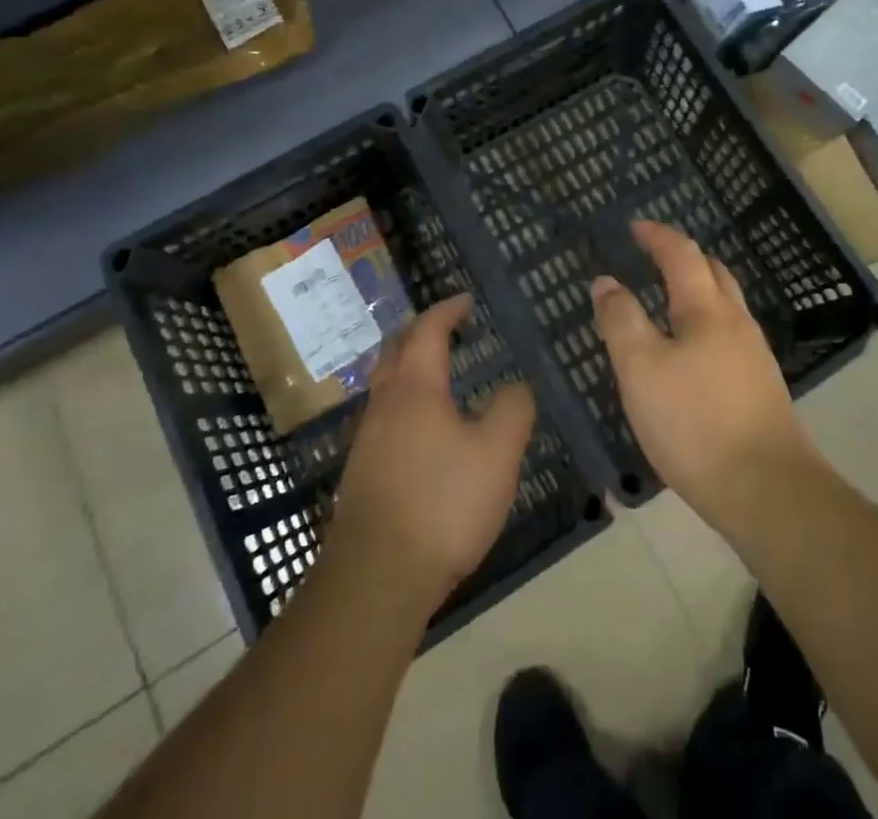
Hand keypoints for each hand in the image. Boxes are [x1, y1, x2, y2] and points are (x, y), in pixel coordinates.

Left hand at [332, 295, 536, 612]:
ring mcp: (367, 439)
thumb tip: (516, 385)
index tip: (466, 301)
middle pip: (396, 350)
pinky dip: (405, 399)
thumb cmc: (443, 502)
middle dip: (420, 331)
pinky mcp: (362, 473)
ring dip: (409, 366)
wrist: (376, 577)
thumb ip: (512, 409)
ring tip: (437, 372)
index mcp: (416, 387)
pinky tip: (422, 427)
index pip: (429, 331)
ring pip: (386, 384)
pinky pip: (385, 415)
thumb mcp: (497, 452)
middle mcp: (385, 403)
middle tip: (446, 327)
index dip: (448, 310)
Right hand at [592, 222, 818, 537]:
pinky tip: (691, 352)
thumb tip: (606, 281)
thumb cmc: (695, 422)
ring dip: (697, 290)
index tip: (635, 226)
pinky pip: (729, 334)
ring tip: (667, 301)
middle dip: (683, 257)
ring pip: (725, 305)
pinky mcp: (760, 387)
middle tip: (653, 256)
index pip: (682, 254)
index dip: (657, 236)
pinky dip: (705, 322)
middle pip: (713, 272)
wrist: (767, 490)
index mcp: (707, 310)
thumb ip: (621, 320)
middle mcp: (736, 322)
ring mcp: (754, 355)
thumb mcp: (641, 369)